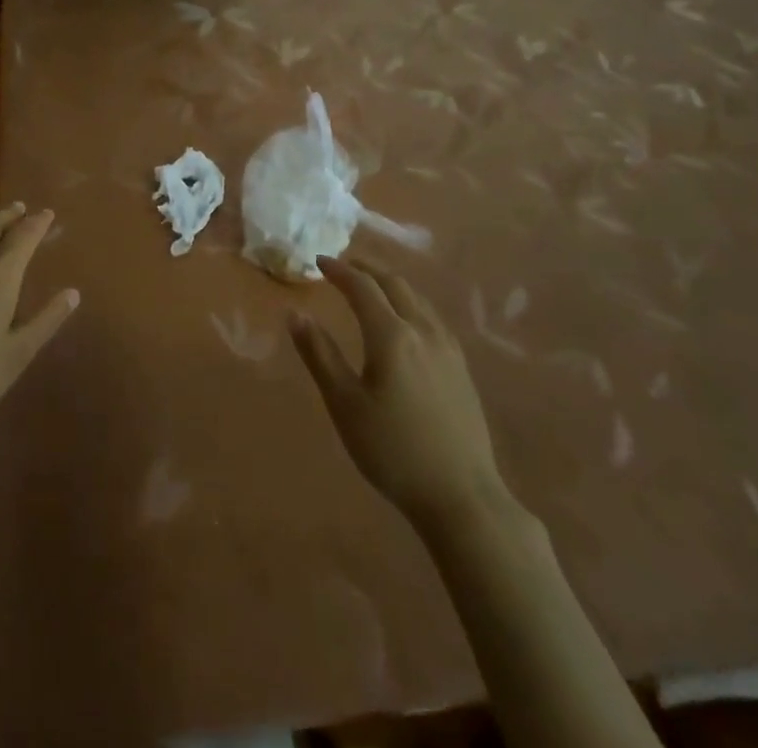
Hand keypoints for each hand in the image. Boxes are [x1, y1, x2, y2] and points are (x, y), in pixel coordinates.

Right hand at [290, 257, 505, 524]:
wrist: (462, 497)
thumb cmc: (393, 451)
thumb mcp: (345, 405)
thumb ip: (319, 355)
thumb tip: (295, 313)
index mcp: (391, 335)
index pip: (362, 287)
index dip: (339, 270)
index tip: (319, 261)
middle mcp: (422, 330)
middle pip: (394, 284)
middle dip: (366, 269)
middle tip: (343, 266)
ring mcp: (447, 347)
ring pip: (417, 298)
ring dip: (390, 283)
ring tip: (371, 285)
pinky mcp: (461, 366)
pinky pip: (431, 316)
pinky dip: (410, 302)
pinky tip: (406, 319)